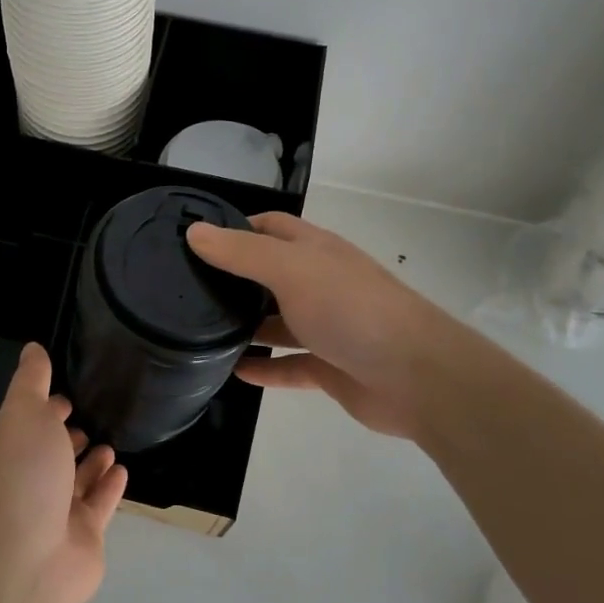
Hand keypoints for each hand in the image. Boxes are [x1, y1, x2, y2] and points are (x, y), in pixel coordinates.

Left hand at [0, 343, 127, 602]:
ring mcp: (55, 512)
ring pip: (76, 480)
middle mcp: (28, 480)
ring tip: (110, 442)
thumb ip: (30, 381)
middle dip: (66, 435)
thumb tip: (32, 348)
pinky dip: (109, 487)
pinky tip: (123, 470)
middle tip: (92, 417)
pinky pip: (99, 504)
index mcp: (8, 451)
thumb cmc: (23, 477)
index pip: (27, 423)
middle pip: (50, 453)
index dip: (44, 407)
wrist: (28, 560)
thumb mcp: (24, 414)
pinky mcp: (82, 535)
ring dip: (91, 461)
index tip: (66, 394)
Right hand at [187, 212, 456, 438]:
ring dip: (245, 325)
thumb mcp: (291, 270)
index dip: (235, 227)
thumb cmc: (351, 308)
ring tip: (199, 330)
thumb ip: (241, 252)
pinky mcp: (329, 367)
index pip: (270, 227)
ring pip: (277, 321)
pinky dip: (264, 368)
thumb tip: (195, 231)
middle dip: (234, 278)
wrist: (417, 375)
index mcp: (315, 251)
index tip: (195, 239)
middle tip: (186, 288)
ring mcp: (327, 326)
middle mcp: (320, 283)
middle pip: (270, 274)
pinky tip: (232, 371)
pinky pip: (288, 365)